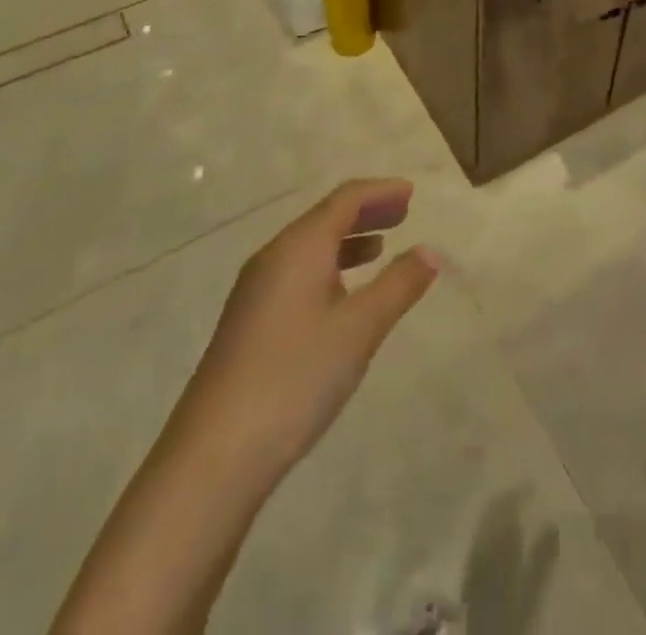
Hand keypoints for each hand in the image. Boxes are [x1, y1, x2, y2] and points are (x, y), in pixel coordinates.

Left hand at [179, 178, 441, 496]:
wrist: (214, 455)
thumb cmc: (295, 378)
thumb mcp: (359, 329)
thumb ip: (399, 285)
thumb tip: (431, 250)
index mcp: (300, 247)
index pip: (345, 199)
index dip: (380, 191)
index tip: (411, 192)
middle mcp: (274, 257)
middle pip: (326, 218)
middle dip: (366, 211)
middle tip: (404, 213)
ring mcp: (256, 290)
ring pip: (310, 247)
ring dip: (348, 240)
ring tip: (380, 248)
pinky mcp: (249, 321)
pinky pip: (297, 272)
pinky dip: (329, 267)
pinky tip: (343, 295)